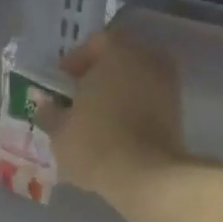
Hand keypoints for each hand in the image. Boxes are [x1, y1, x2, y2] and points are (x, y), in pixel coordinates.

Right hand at [37, 31, 185, 201]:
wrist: (147, 177)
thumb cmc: (96, 144)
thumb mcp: (60, 131)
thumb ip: (50, 112)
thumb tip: (44, 103)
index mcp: (118, 52)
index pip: (95, 44)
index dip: (75, 63)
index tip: (61, 85)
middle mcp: (149, 60)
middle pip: (119, 61)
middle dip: (98, 78)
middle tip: (78, 101)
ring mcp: (168, 87)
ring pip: (136, 83)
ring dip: (117, 96)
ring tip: (96, 121)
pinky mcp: (178, 114)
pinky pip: (148, 104)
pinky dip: (133, 112)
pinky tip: (116, 134)